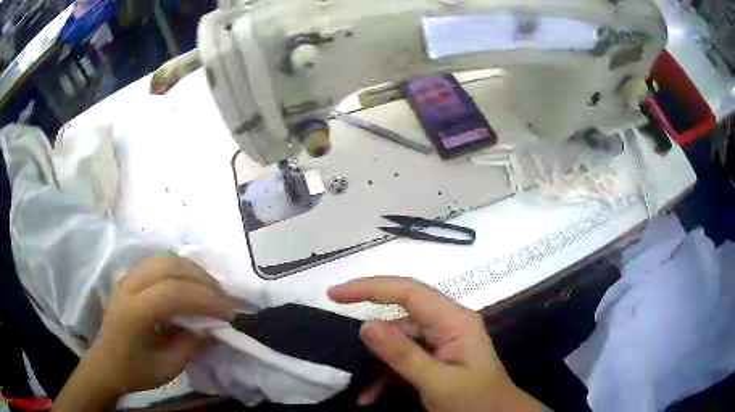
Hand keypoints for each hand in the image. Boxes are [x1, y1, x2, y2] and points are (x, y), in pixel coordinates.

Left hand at [54, 257, 236, 411]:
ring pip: (166, 259)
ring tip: (211, 290)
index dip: (206, 299)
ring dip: (193, 271)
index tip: (230, 314)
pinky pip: (160, 263)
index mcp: (135, 312)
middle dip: (203, 279)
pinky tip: (191, 286)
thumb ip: (191, 345)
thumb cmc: (135, 370)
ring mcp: (128, 277)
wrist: (107, 363)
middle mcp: (129, 286)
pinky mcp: (131, 277)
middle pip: (170, 266)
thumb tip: (212, 326)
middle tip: (223, 299)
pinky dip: (181, 271)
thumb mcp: (168, 368)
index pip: (174, 293)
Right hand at [328, 277, 543, 411]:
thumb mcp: (438, 383)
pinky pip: (405, 356)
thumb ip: (403, 355)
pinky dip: (387, 374)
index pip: (409, 291)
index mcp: (454, 321)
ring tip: (363, 391)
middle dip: (370, 326)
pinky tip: (372, 396)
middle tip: (337, 332)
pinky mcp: (437, 354)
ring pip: (399, 339)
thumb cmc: (475, 401)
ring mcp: (442, 338)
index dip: (370, 286)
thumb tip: (366, 325)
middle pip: (401, 312)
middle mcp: (448, 322)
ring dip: (378, 364)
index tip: (336, 293)